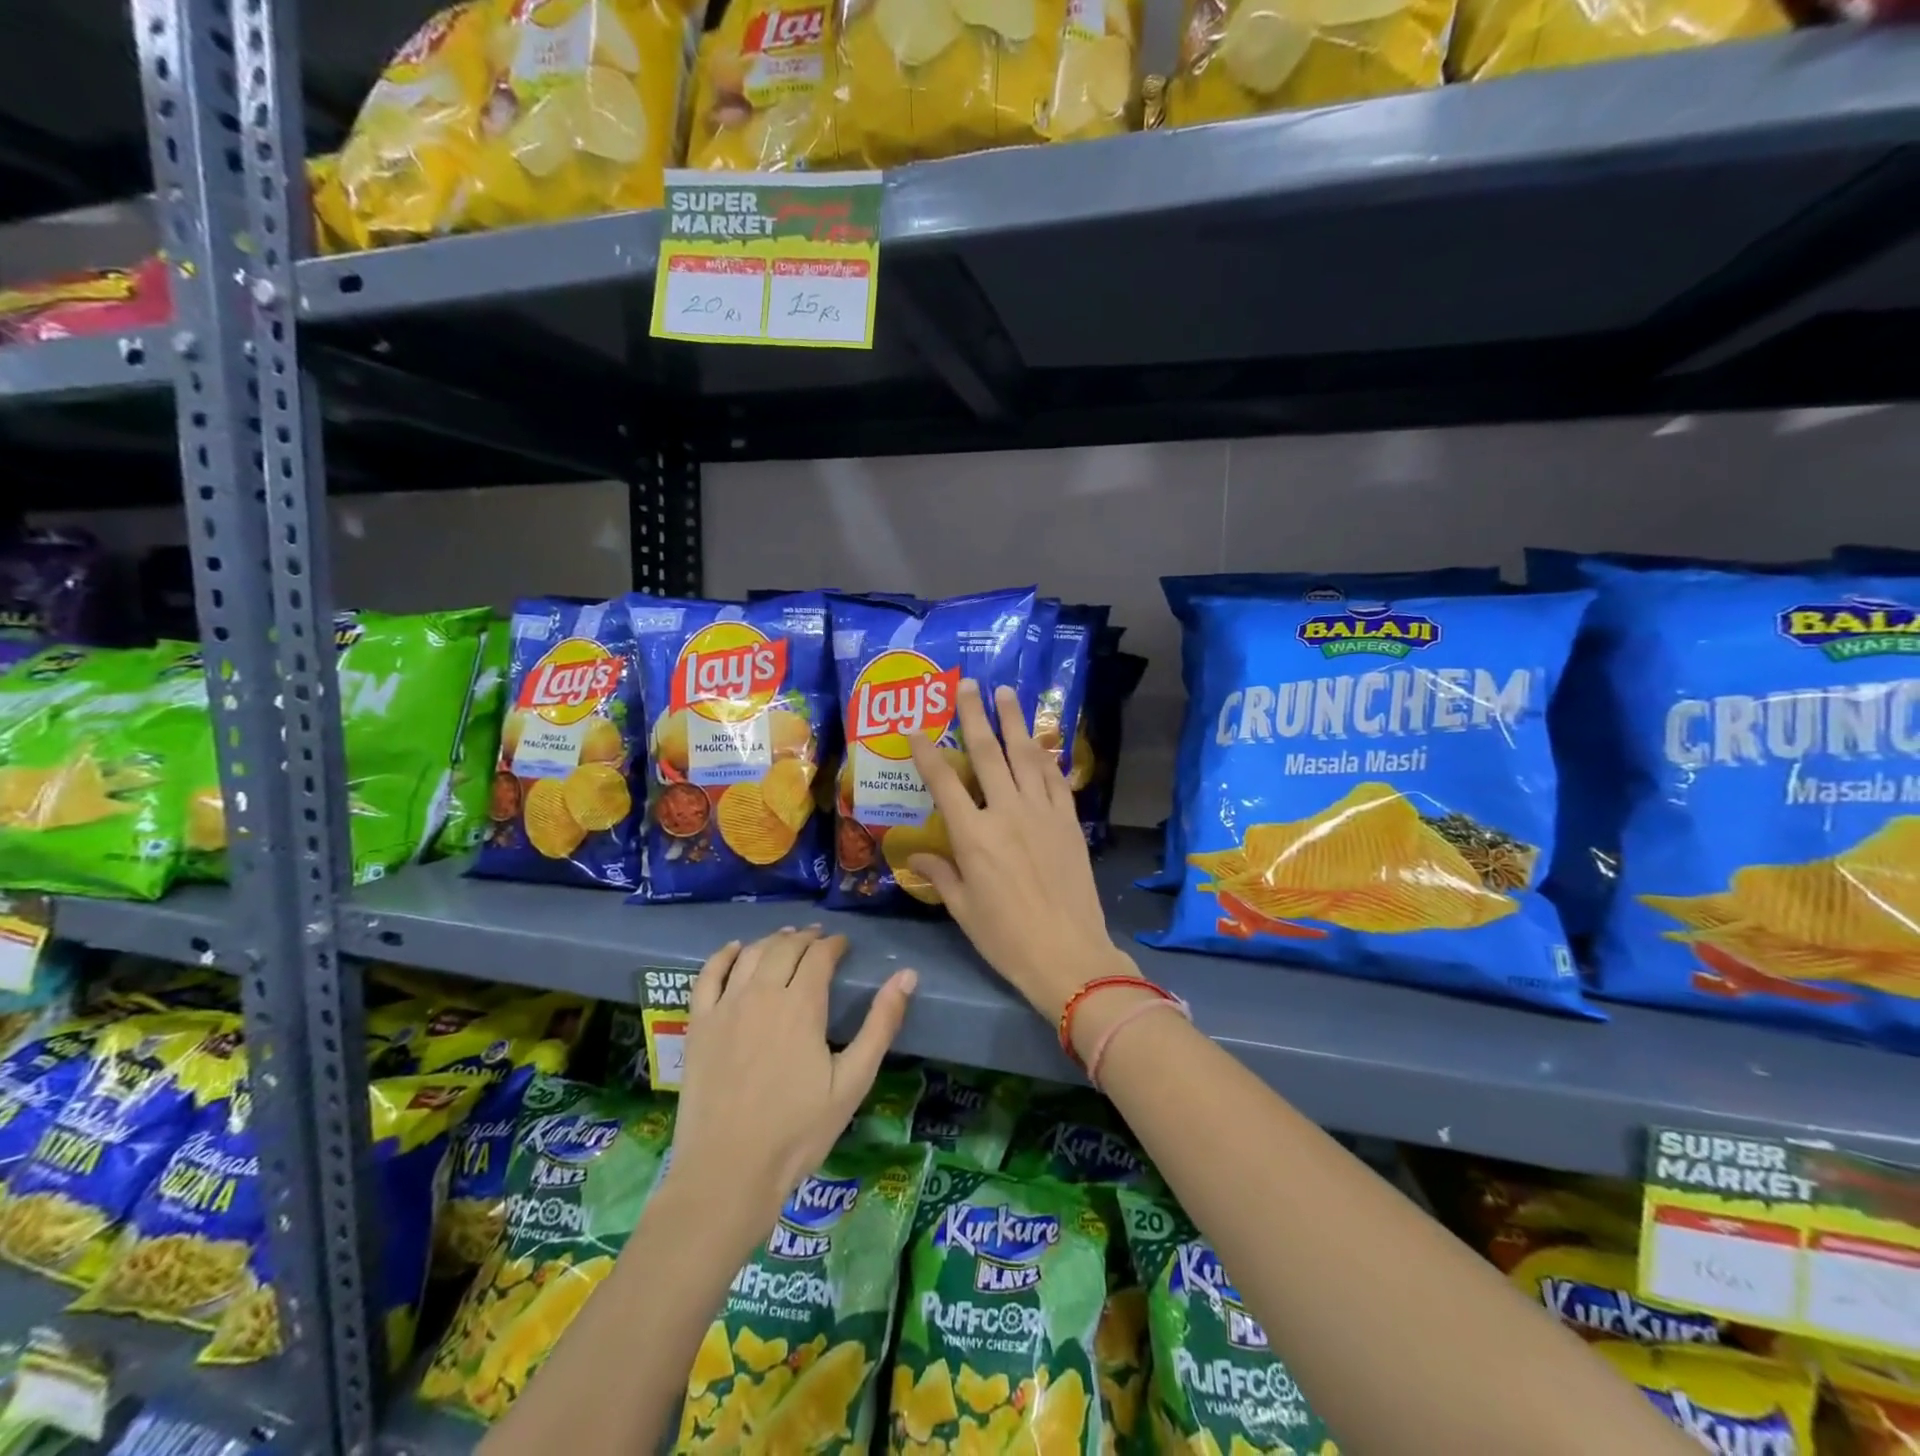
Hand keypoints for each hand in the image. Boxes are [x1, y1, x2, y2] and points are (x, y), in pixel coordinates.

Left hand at [670, 928, 915, 1234]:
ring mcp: (725, 1007)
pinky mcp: (698, 1025)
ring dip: (772, 940)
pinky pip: (708, 975)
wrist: (727, 1172)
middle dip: (806, 938)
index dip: (834, 945)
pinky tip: (735, 949)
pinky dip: (723, 955)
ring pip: (751, 954)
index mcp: (801, 1006)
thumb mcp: (852, 1082)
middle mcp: (761, 995)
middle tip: (819, 939)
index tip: (844, 945)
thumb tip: (907, 976)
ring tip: (786, 938)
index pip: (820, 956)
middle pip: (785, 948)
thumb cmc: (797, 1131)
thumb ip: (880, 1025)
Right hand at [906, 679, 1138, 1022]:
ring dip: (1015, 722)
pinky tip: (1040, 741)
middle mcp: (1006, 813)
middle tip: (969, 683)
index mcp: (973, 836)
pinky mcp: (1069, 822)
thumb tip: (916, 855)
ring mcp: (1042, 813)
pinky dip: (1045, 757)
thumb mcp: (963, 910)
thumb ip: (941, 875)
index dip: (928, 752)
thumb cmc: (1007, 938)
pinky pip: (1055, 780)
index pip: (944, 783)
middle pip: (988, 754)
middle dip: (976, 715)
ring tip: (1006, 693)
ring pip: (1025, 757)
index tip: (917, 728)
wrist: (1069, 954)